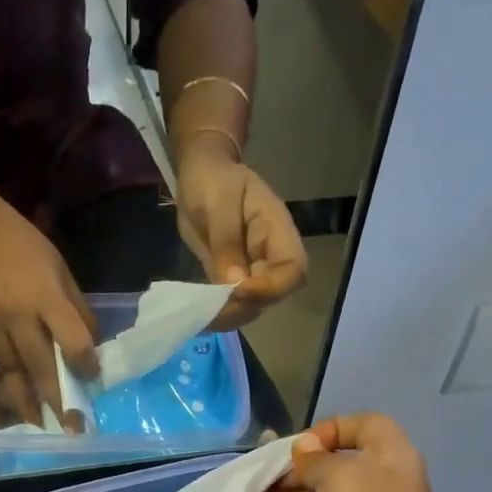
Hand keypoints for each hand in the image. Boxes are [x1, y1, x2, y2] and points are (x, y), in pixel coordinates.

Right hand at [0, 202, 98, 429]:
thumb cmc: (26, 250)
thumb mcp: (62, 271)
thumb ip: (77, 311)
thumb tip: (91, 352)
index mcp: (45, 296)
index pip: (71, 340)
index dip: (85, 365)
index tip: (92, 380)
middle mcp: (15, 314)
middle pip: (40, 366)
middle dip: (59, 400)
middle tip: (74, 427)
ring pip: (10, 374)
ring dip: (26, 404)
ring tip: (42, 425)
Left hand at [174, 136, 307, 329]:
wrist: (201, 175)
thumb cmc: (212, 179)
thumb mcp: (217, 202)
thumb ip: (226, 241)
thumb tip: (234, 285)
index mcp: (277, 231)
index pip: (293, 270)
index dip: (270, 288)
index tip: (237, 291)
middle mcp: (271, 255)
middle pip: (275, 295)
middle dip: (244, 307)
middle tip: (211, 310)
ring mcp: (254, 270)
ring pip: (253, 306)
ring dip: (230, 316)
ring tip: (201, 315)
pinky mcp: (234, 280)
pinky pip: (233, 304)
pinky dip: (219, 314)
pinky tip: (198, 314)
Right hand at [251, 414, 473, 491]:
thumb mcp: (339, 479)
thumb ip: (318, 458)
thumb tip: (306, 448)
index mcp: (391, 461)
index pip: (365, 426)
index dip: (331, 429)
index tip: (298, 448)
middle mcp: (382, 490)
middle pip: (334, 468)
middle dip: (294, 472)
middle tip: (258, 481)